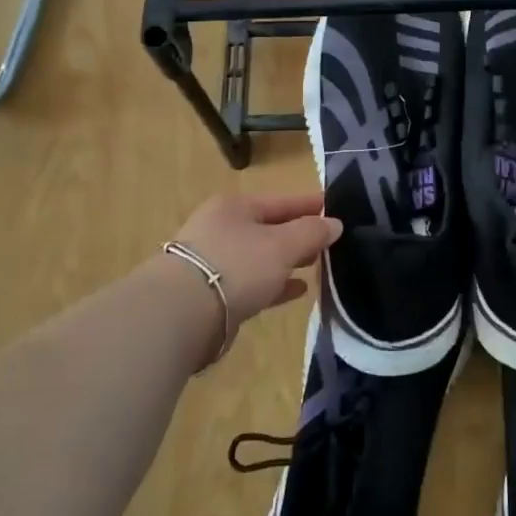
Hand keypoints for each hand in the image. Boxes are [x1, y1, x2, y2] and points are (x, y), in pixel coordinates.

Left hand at [167, 191, 340, 331]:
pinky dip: (275, 284)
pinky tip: (297, 290)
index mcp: (235, 208)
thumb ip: (311, 233)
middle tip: (330, 240)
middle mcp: (221, 229)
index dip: (309, 204)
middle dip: (299, 234)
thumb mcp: (282, 245)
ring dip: (288, 261)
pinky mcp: (213, 295)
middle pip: (269, 228)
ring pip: (261, 257)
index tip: (334, 207)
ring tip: (317, 265)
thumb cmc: (236, 266)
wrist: (181, 314)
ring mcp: (214, 263)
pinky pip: (253, 283)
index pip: (281, 201)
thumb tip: (334, 223)